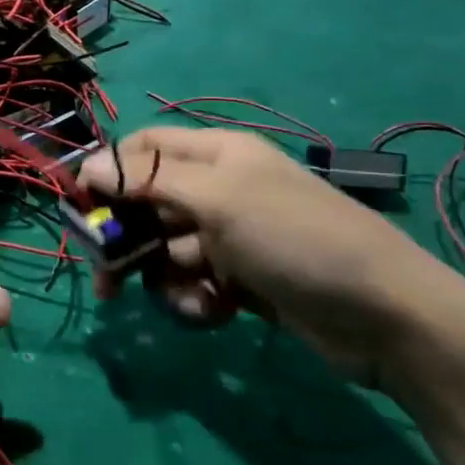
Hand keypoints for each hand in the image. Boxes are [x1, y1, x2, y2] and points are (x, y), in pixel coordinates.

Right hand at [80, 127, 464, 370]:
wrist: (384, 315)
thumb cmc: (296, 239)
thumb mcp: (219, 200)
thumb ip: (148, 180)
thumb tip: (85, 165)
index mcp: (216, 155)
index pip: (143, 149)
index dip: (108, 174)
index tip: (80, 209)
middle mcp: (218, 190)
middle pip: (146, 205)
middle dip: (127, 242)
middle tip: (107, 280)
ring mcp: (229, 236)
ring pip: (164, 251)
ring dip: (166, 279)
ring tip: (192, 299)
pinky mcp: (239, 278)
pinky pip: (192, 282)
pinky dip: (194, 299)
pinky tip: (215, 312)